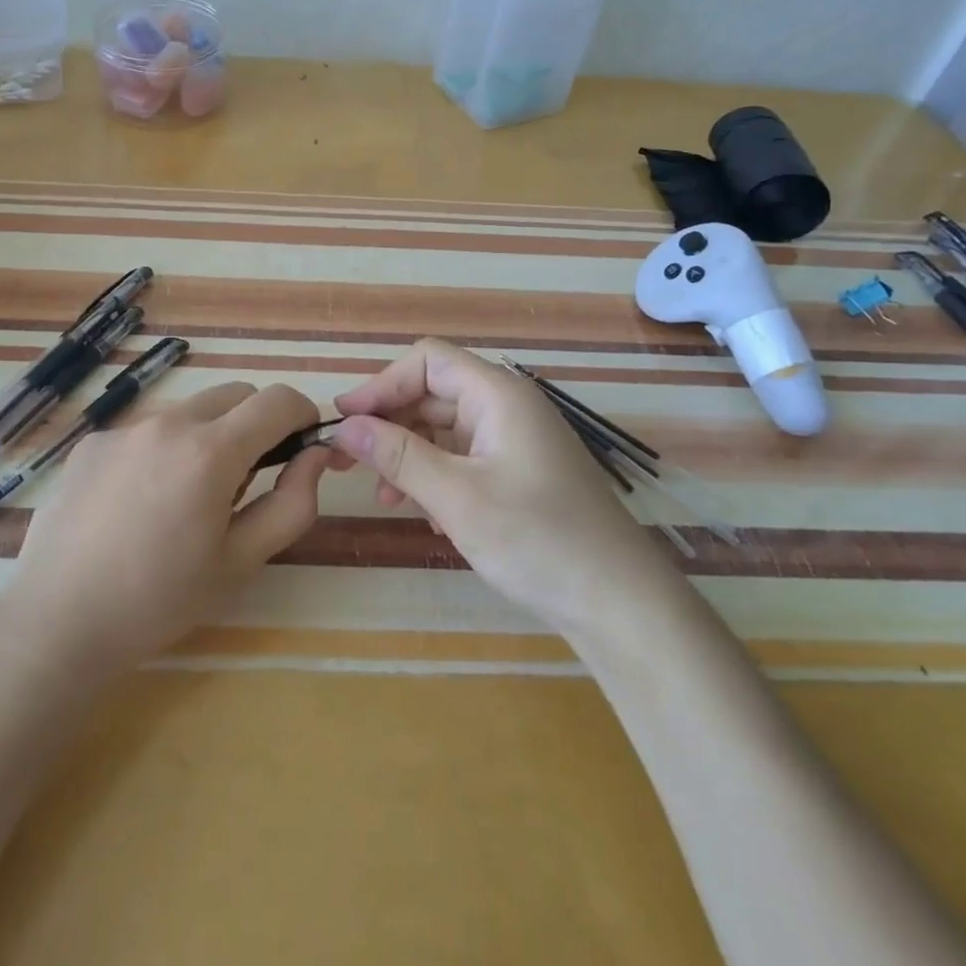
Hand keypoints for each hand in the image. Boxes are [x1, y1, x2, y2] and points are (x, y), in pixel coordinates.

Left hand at [1, 381, 328, 675]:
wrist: (56, 622)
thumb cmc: (161, 600)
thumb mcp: (242, 561)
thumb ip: (293, 502)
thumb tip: (316, 454)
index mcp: (211, 451)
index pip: (278, 400)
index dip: (303, 415)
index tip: (304, 445)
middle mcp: (168, 423)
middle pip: (235, 395)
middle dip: (257, 423)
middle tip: (247, 481)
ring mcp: (124, 429)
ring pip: (190, 411)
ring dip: (208, 436)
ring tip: (187, 498)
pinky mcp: (92, 443)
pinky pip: (147, 430)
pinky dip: (163, 450)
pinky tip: (139, 504)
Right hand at [331, 339, 674, 632]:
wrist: (620, 604)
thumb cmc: (537, 540)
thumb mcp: (456, 497)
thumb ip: (397, 456)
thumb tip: (344, 427)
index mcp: (498, 395)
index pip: (427, 361)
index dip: (381, 385)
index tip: (345, 423)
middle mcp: (507, 406)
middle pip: (433, 394)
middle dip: (390, 425)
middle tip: (350, 465)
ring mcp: (516, 440)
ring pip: (445, 429)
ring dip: (410, 456)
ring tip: (387, 500)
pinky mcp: (521, 472)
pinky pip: (465, 458)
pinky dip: (437, 477)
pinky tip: (429, 517)